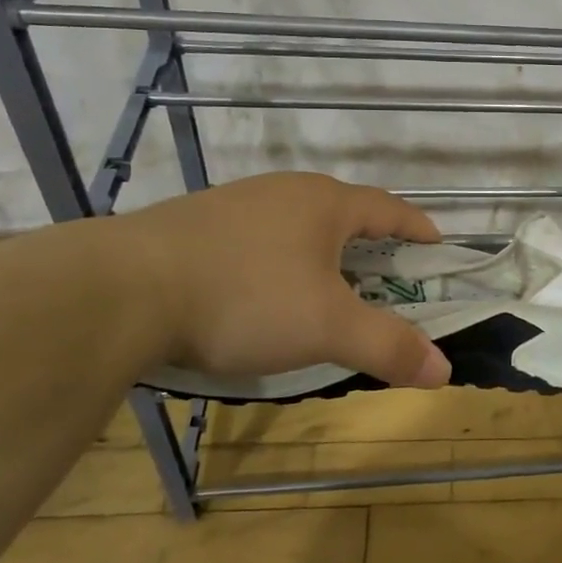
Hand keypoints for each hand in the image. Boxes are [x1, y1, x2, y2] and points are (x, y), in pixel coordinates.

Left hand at [106, 172, 451, 388]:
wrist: (117, 290)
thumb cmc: (245, 298)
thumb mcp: (327, 327)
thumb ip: (388, 346)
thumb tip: (445, 370)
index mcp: (325, 203)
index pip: (389, 208)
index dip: (417, 228)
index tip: (437, 245)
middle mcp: (284, 192)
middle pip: (343, 212)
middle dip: (370, 242)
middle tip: (386, 275)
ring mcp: (235, 204)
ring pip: (296, 224)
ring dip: (321, 251)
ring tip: (325, 285)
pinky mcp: (194, 224)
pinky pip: (256, 237)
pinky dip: (278, 260)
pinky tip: (261, 290)